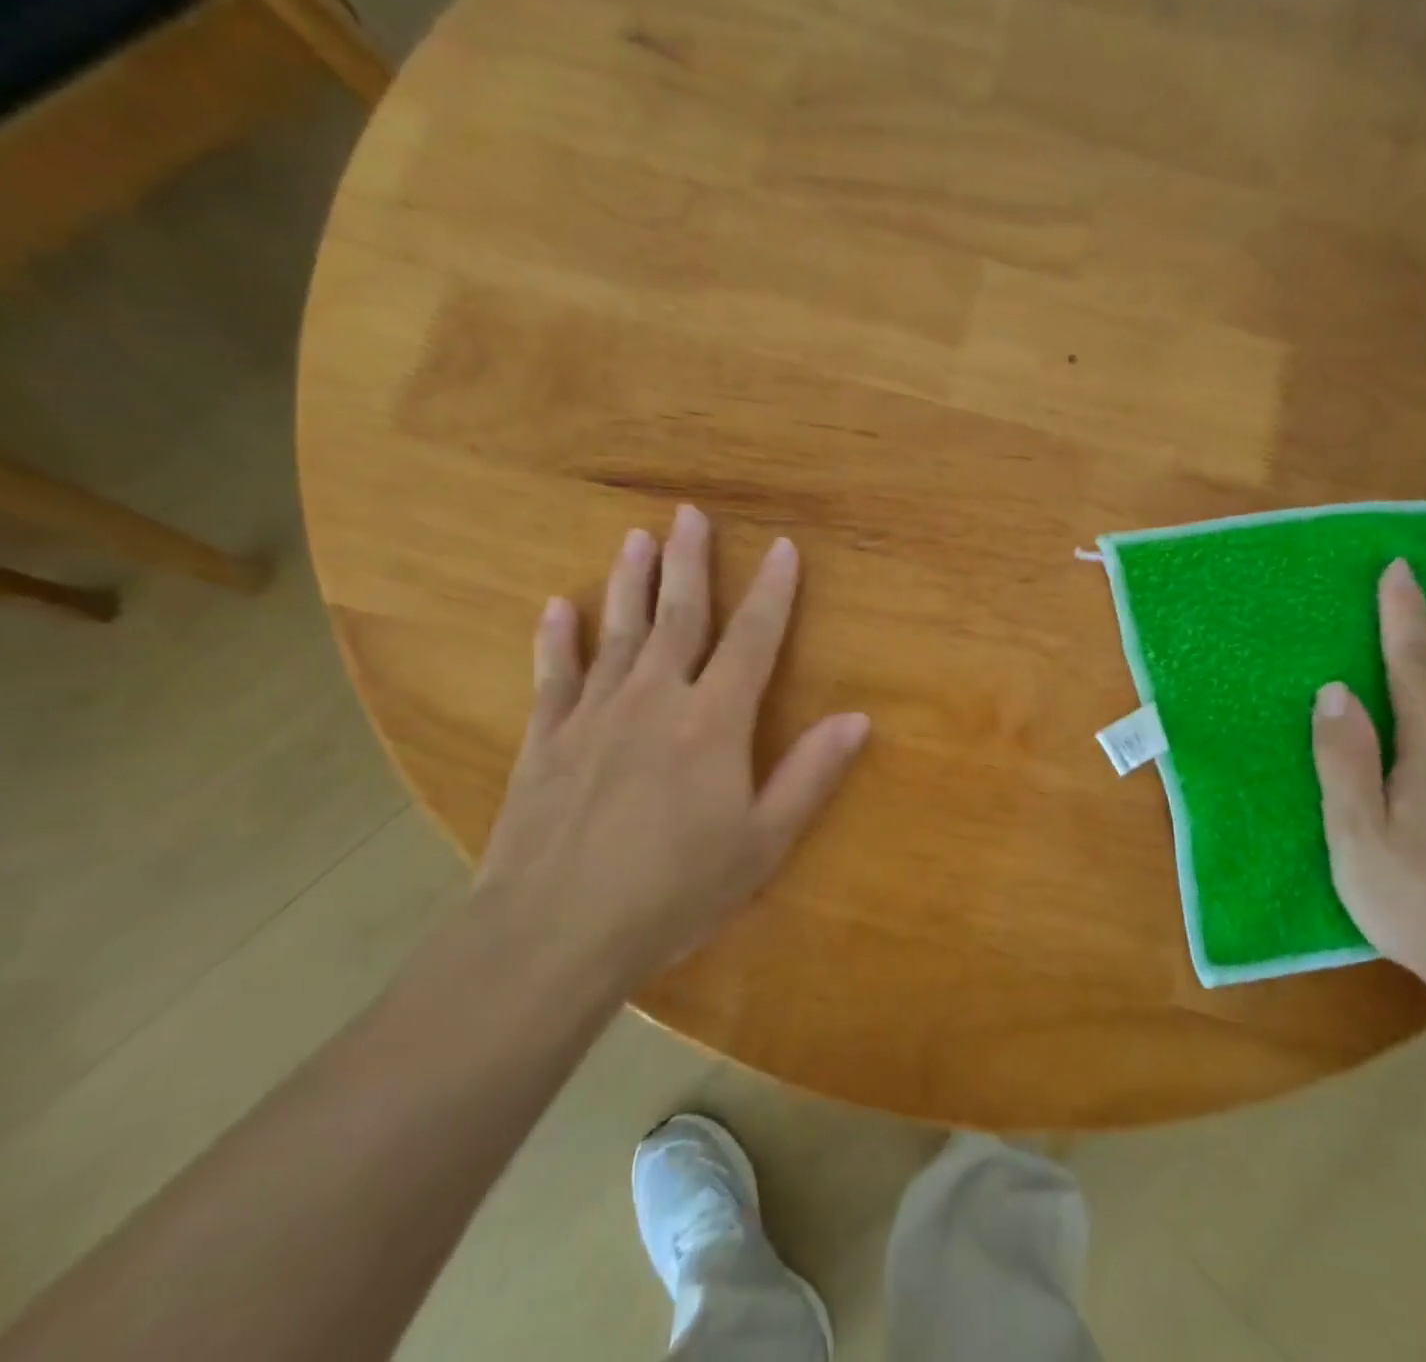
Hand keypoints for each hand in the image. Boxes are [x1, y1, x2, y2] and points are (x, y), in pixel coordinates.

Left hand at [477, 506, 869, 985]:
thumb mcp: (762, 843)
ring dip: (629, 582)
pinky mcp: (546, 739)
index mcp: (713, 721)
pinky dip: (557, 639)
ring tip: (636, 539)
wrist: (554, 933)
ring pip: (618, 632)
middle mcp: (654, 699)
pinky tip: (557, 608)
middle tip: (690, 513)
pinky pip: (554, 676)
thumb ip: (810, 774)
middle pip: (678, 615)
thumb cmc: (675, 891)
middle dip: (690, 562)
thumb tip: (858, 718)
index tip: (783, 548)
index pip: (753, 639)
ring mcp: (594, 715)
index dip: (773, 592)